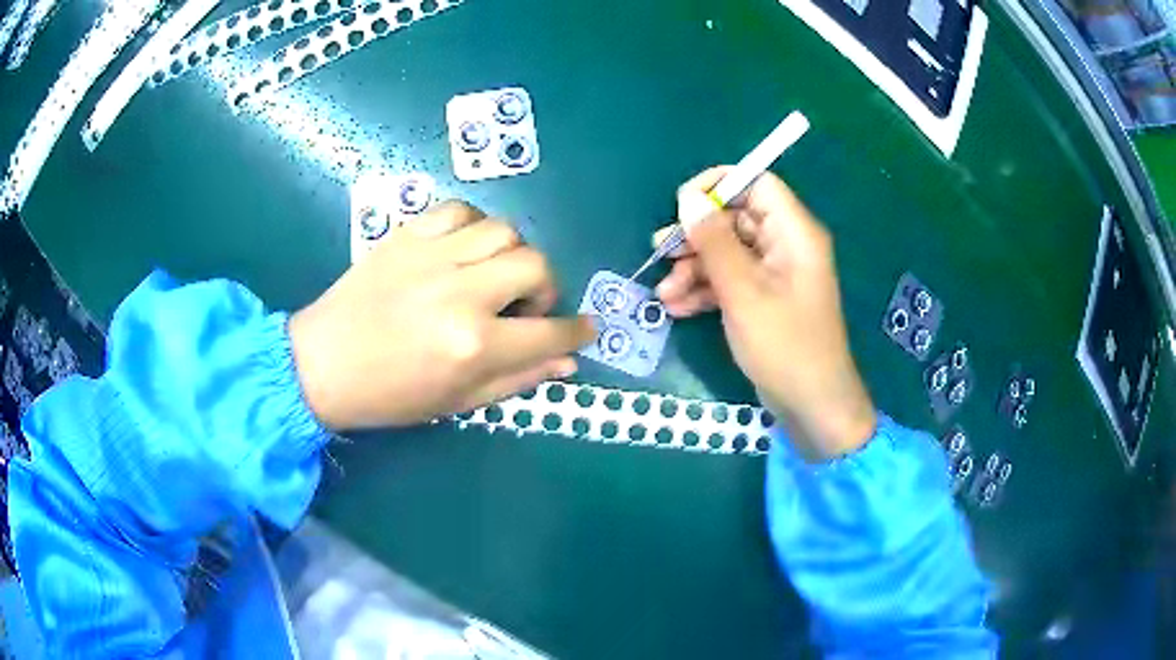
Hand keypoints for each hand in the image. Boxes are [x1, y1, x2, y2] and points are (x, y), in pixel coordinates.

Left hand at [289, 201, 594, 430]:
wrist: (324, 364)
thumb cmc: (390, 395)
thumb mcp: (458, 401)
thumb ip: (518, 378)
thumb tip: (567, 360)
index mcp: (474, 345)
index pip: (550, 331)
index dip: (576, 331)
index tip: (583, 328)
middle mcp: (461, 293)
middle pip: (536, 265)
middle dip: (544, 289)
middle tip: (524, 307)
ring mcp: (433, 257)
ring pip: (504, 230)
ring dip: (512, 254)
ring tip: (493, 276)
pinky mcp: (408, 236)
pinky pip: (460, 210)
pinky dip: (474, 226)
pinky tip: (464, 248)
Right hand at [656, 168, 875, 460]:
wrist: (810, 404)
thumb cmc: (784, 344)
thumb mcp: (743, 291)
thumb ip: (714, 241)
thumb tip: (688, 198)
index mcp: (793, 233)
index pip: (757, 184)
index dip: (718, 186)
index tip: (681, 205)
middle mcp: (785, 246)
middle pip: (735, 220)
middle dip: (696, 237)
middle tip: (660, 253)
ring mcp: (774, 275)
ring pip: (727, 253)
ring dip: (693, 269)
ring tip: (664, 293)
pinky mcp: (763, 300)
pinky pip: (730, 281)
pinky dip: (704, 290)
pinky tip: (676, 308)